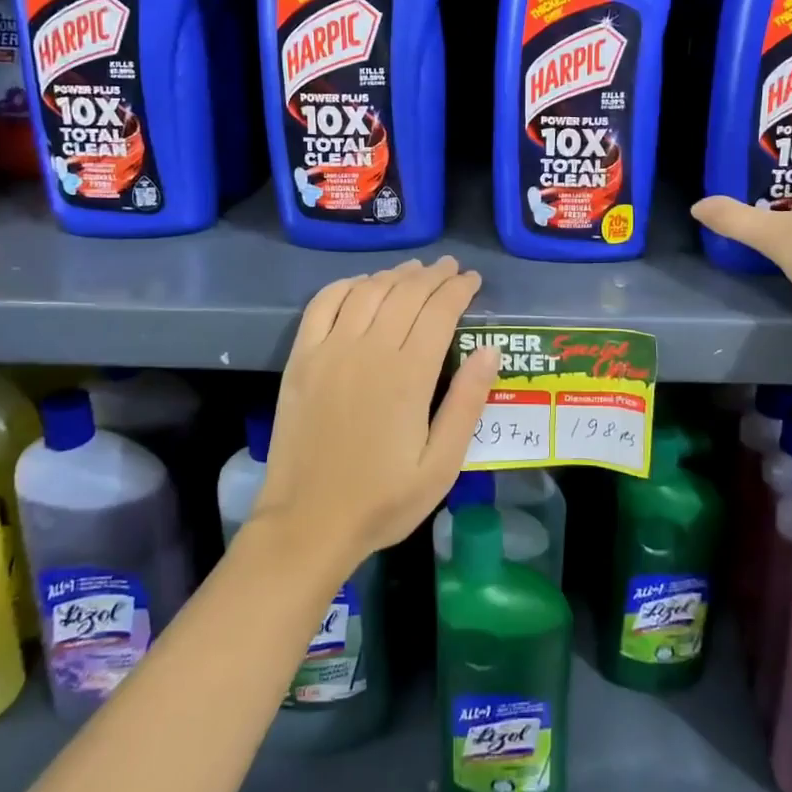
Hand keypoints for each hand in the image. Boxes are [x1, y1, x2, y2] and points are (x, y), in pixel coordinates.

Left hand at [255, 257, 500, 570]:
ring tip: (414, 270)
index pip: (439, 311)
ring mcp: (330, 350)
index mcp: (408, 375)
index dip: (459, 290)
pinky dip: (346, 285)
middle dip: (433, 275)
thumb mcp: (440, 465)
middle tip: (451, 269)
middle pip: (406, 293)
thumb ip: (467, 404)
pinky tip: (362, 284)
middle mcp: (369, 349)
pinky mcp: (302, 358)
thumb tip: (489, 349)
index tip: (473, 281)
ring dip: (395, 274)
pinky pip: (323, 304)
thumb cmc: (382, 500)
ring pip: (368, 291)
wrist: (308, 523)